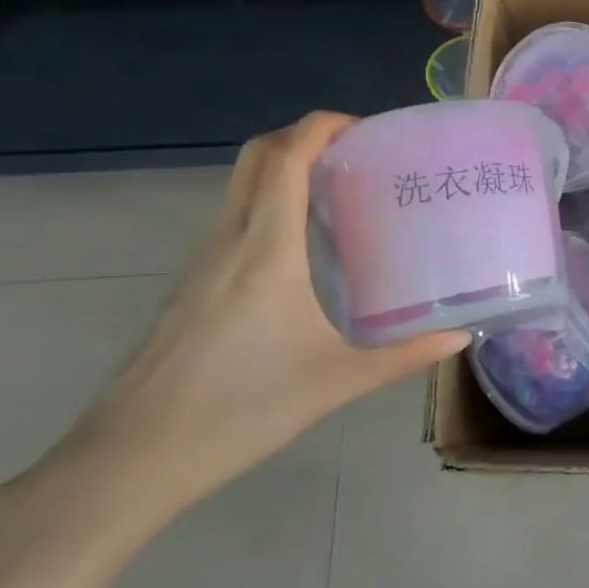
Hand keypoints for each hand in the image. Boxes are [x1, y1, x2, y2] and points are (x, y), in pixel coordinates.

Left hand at [20, 112, 465, 545]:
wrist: (128, 461)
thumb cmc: (238, 411)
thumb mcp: (335, 383)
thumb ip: (403, 356)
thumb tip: (459, 336)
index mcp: (265, 249)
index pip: (286, 157)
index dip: (324, 126)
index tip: (369, 129)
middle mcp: (230, 239)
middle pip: (258, 155)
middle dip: (306, 136)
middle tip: (359, 154)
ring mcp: (203, 260)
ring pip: (242, 183)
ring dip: (287, 166)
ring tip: (342, 191)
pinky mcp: (193, 283)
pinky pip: (235, 215)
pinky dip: (271, 200)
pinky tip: (305, 245)